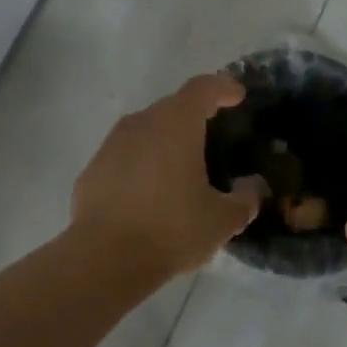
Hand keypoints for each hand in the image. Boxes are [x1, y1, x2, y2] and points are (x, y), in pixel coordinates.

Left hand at [71, 74, 265, 275]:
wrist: (104, 259)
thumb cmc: (171, 229)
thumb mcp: (222, 221)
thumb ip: (245, 200)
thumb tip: (253, 188)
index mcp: (177, 123)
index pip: (203, 88)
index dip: (223, 88)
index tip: (237, 96)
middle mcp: (142, 122)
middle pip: (173, 106)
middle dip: (195, 116)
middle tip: (213, 137)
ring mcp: (112, 144)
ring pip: (146, 130)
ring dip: (165, 140)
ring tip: (182, 168)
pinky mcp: (93, 168)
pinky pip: (125, 155)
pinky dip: (141, 164)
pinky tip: (150, 193)